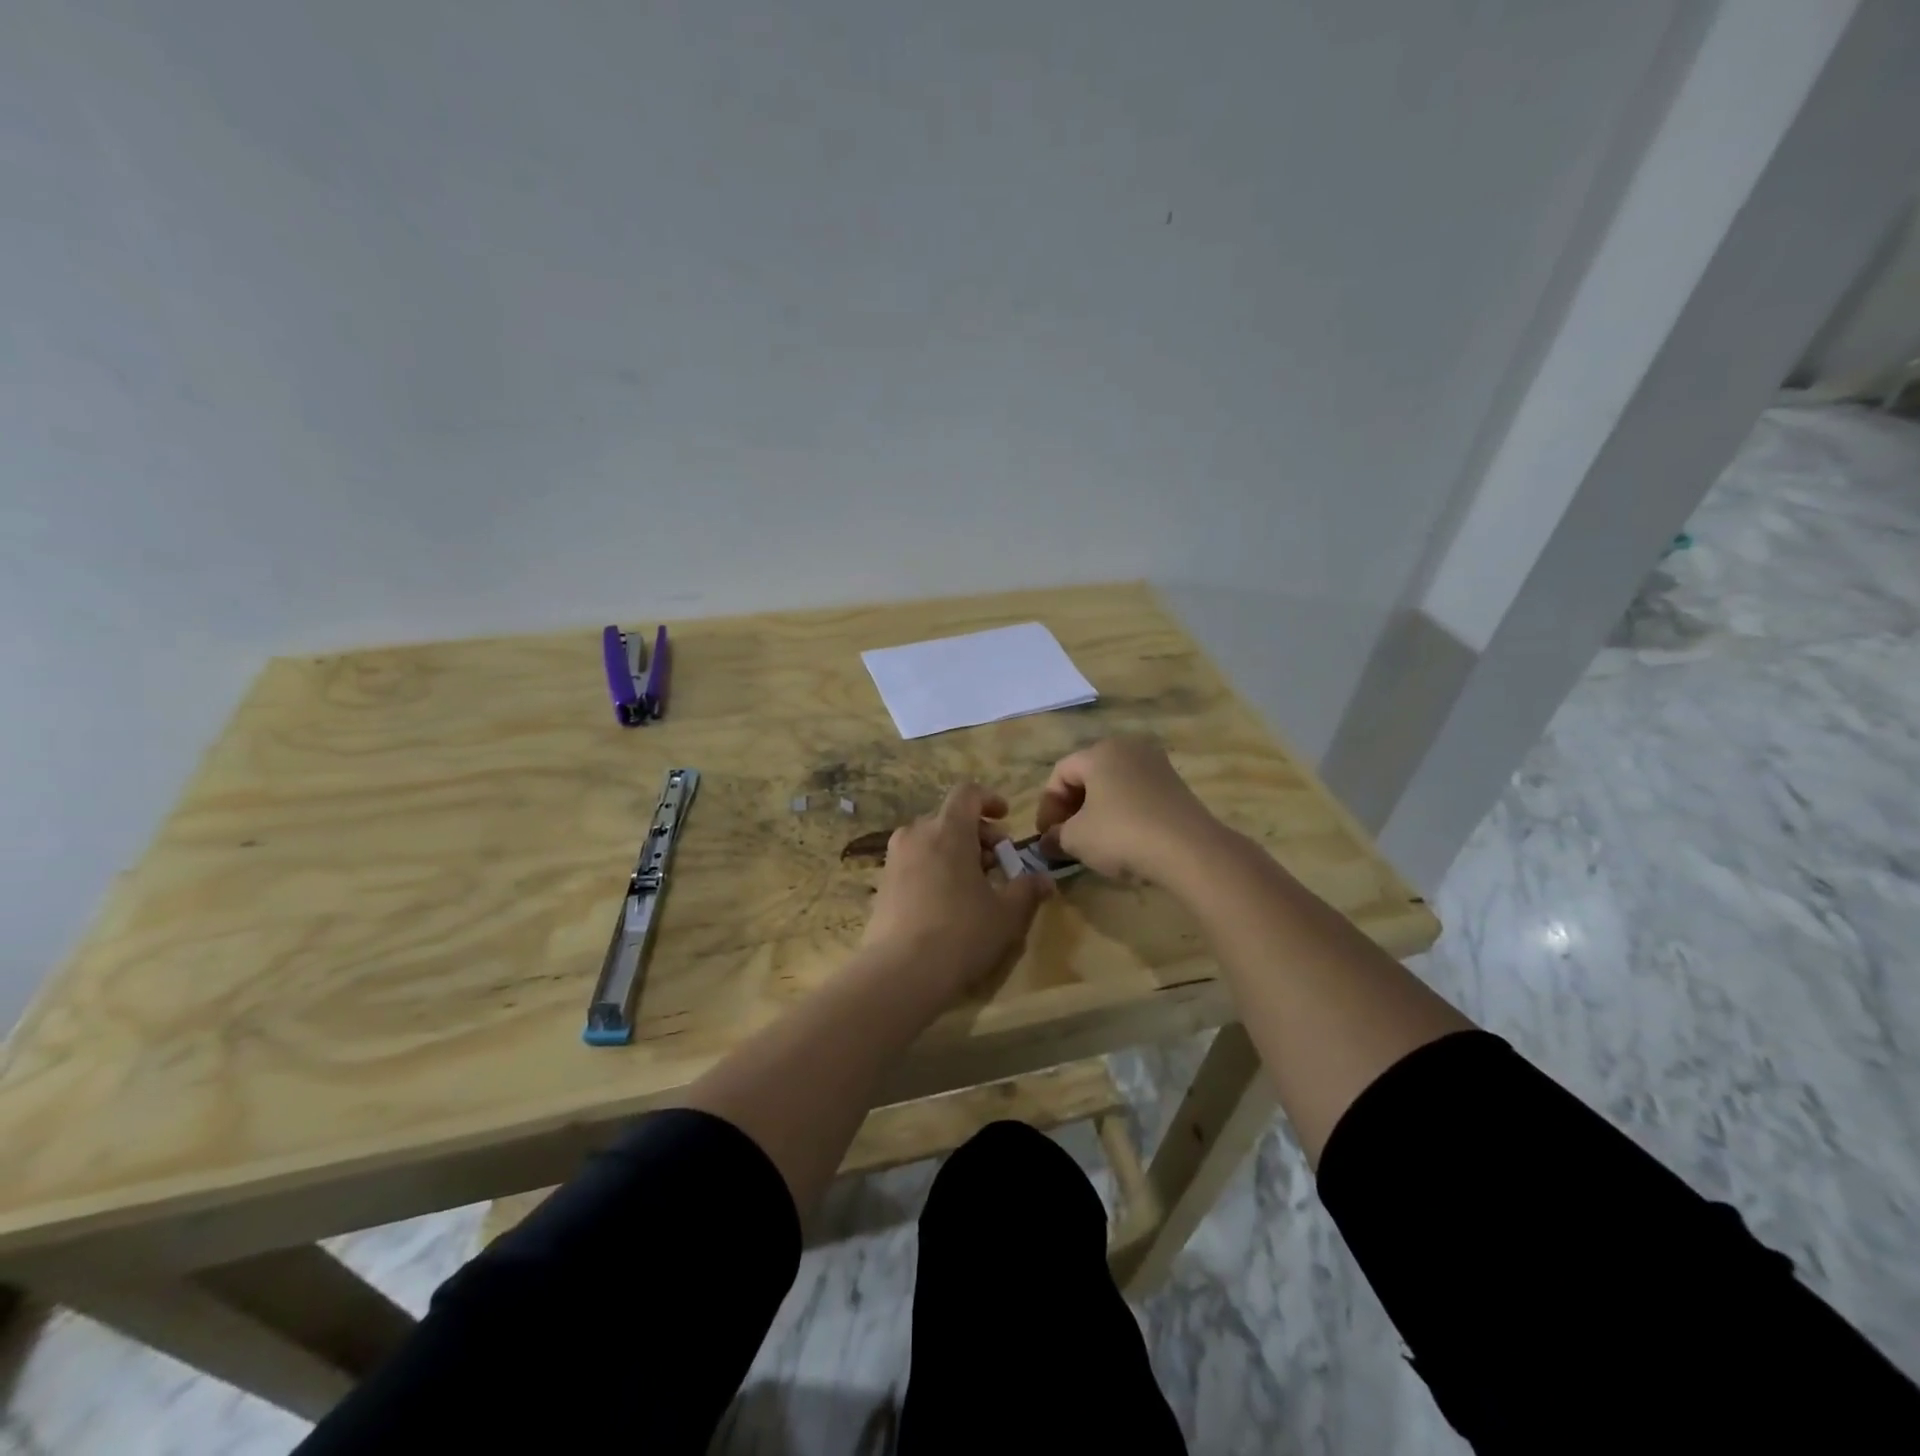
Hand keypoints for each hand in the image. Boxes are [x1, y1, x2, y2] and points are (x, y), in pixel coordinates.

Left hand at [861, 782, 1053, 997]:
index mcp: (948, 830)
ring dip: (956, 852)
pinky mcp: (882, 884)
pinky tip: (947, 903)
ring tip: (975, 886)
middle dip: (978, 835)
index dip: (989, 800)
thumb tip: (1044, 880)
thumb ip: (1027, 890)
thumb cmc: (961, 934)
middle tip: (999, 864)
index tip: (1005, 819)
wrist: (899, 973)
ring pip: (931, 840)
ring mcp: (894, 859)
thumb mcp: (1006, 915)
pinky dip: (935, 869)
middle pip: (950, 818)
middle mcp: (916, 834)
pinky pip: (915, 862)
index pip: (967, 793)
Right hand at [1035, 737, 1225, 886]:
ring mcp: (1156, 765)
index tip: (1045, 836)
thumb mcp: (1076, 839)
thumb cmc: (1123, 834)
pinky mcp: (1176, 785)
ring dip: (1096, 812)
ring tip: (1092, 842)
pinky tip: (1122, 840)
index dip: (1047, 805)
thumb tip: (1047, 841)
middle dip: (1070, 808)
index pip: (1060, 773)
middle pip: (1087, 776)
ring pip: (1113, 786)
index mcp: (1100, 752)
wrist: (1190, 850)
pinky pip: (1136, 794)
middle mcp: (1129, 748)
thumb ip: (1055, 836)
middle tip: (1064, 838)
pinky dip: (1122, 813)